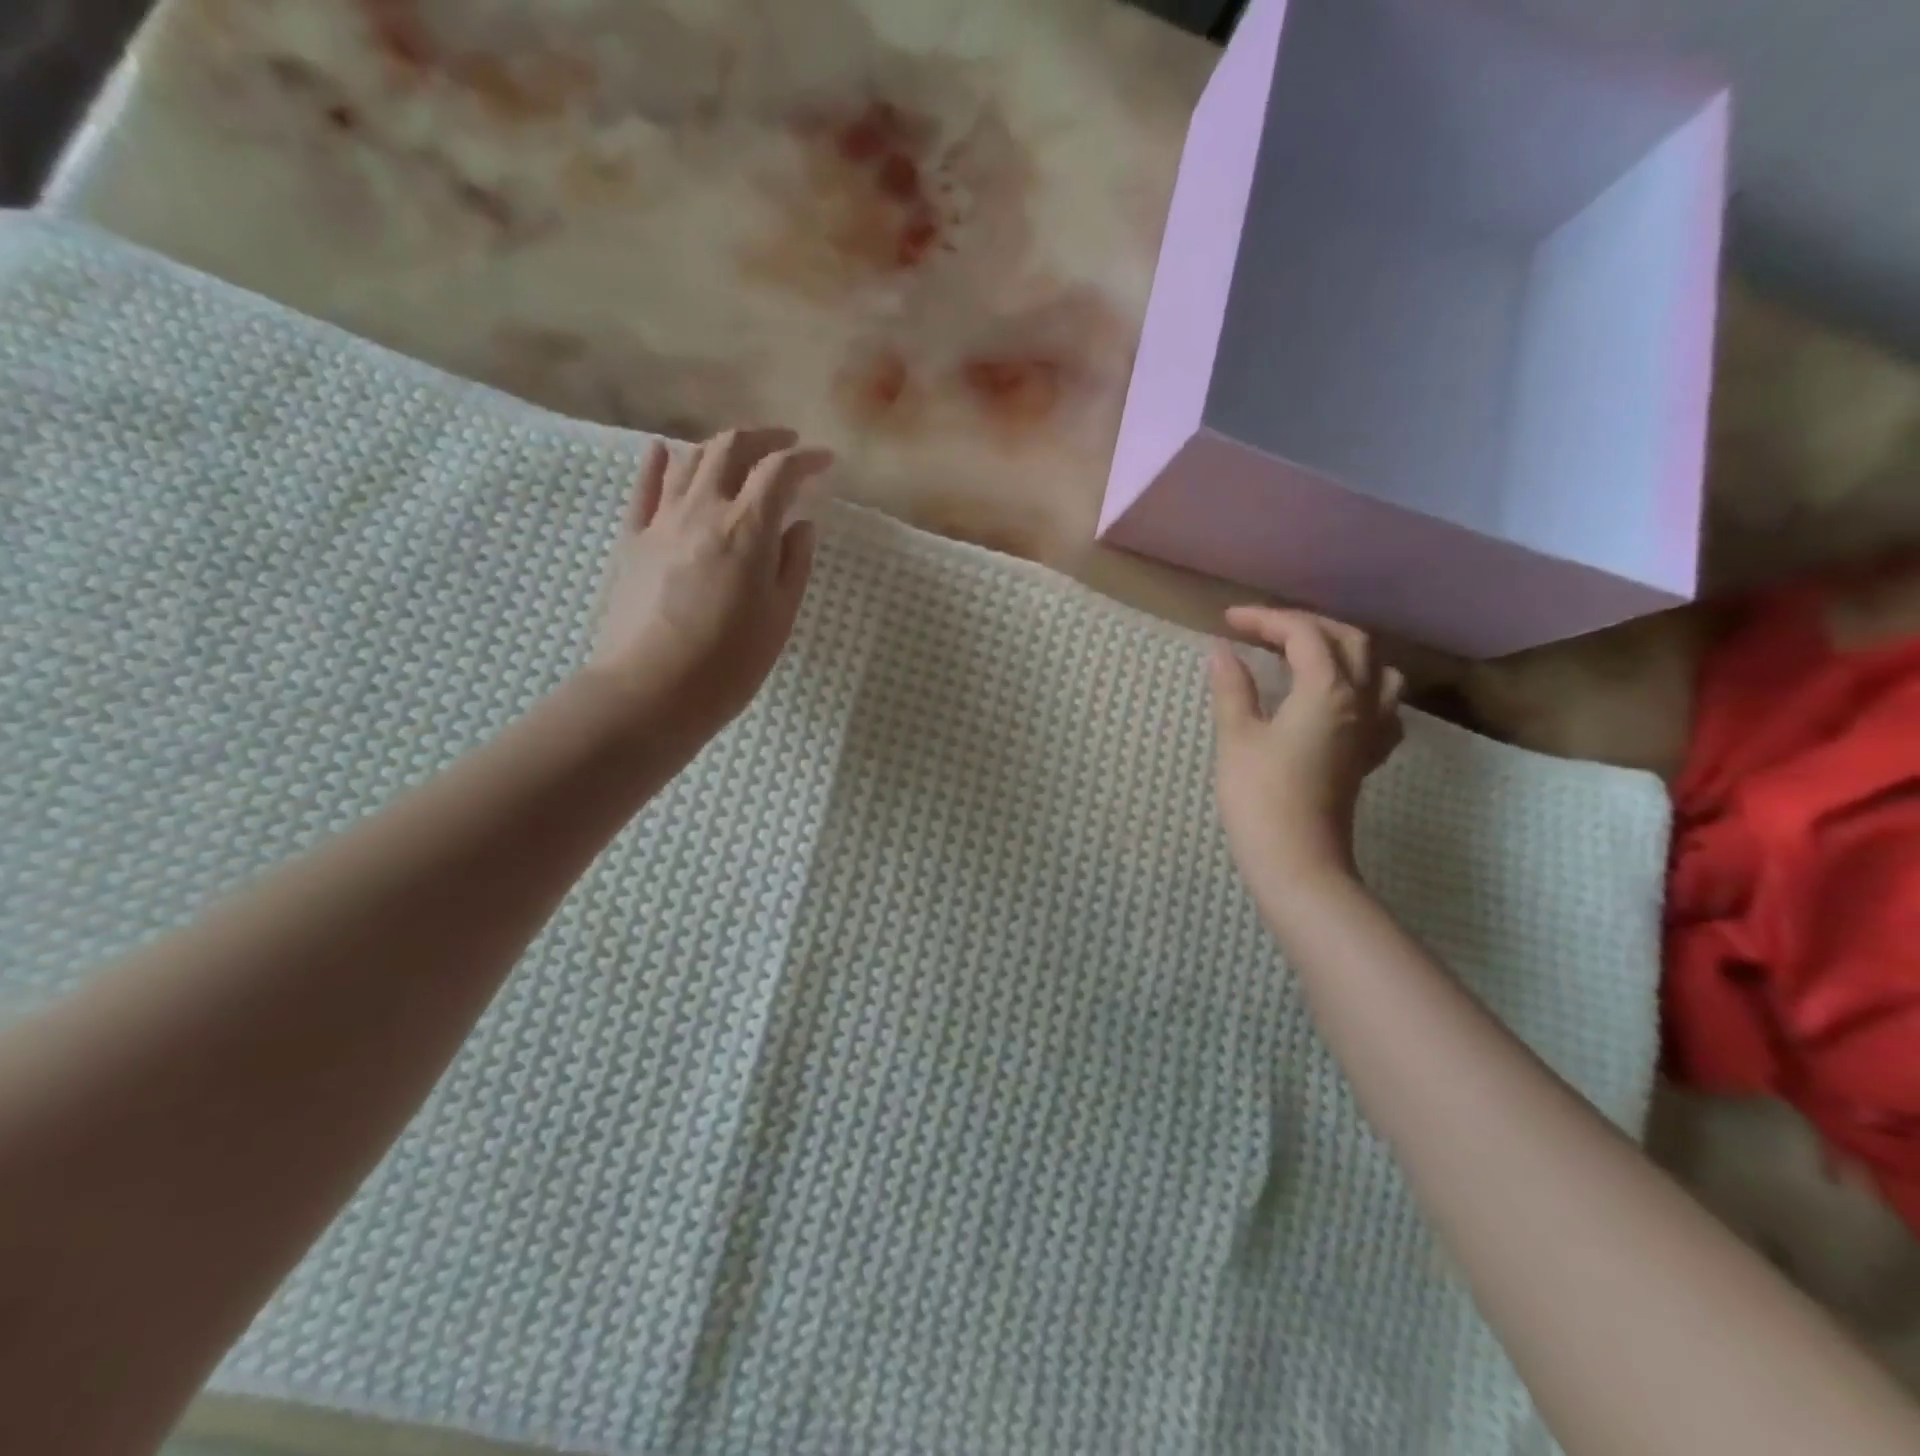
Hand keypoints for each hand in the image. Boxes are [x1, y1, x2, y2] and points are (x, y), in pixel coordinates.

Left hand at [588, 427, 831, 735]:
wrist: (651, 691)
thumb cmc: (729, 662)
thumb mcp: (779, 616)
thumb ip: (794, 563)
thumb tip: (799, 524)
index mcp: (746, 528)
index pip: (779, 471)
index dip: (806, 460)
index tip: (825, 462)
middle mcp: (702, 510)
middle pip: (730, 449)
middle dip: (763, 438)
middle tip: (785, 445)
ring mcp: (662, 521)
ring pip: (690, 460)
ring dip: (720, 447)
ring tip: (740, 455)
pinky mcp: (633, 540)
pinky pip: (645, 489)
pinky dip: (660, 464)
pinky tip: (666, 452)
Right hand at [1209, 607, 1404, 899]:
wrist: (1297, 860)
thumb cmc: (1260, 796)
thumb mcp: (1237, 737)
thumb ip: (1233, 689)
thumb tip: (1221, 652)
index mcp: (1328, 690)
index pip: (1303, 634)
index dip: (1265, 619)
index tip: (1228, 620)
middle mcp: (1361, 701)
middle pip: (1348, 640)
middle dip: (1305, 625)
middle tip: (1263, 629)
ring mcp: (1372, 730)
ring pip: (1377, 668)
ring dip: (1343, 649)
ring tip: (1307, 653)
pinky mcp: (1368, 755)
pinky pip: (1383, 705)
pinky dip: (1361, 687)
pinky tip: (1339, 699)